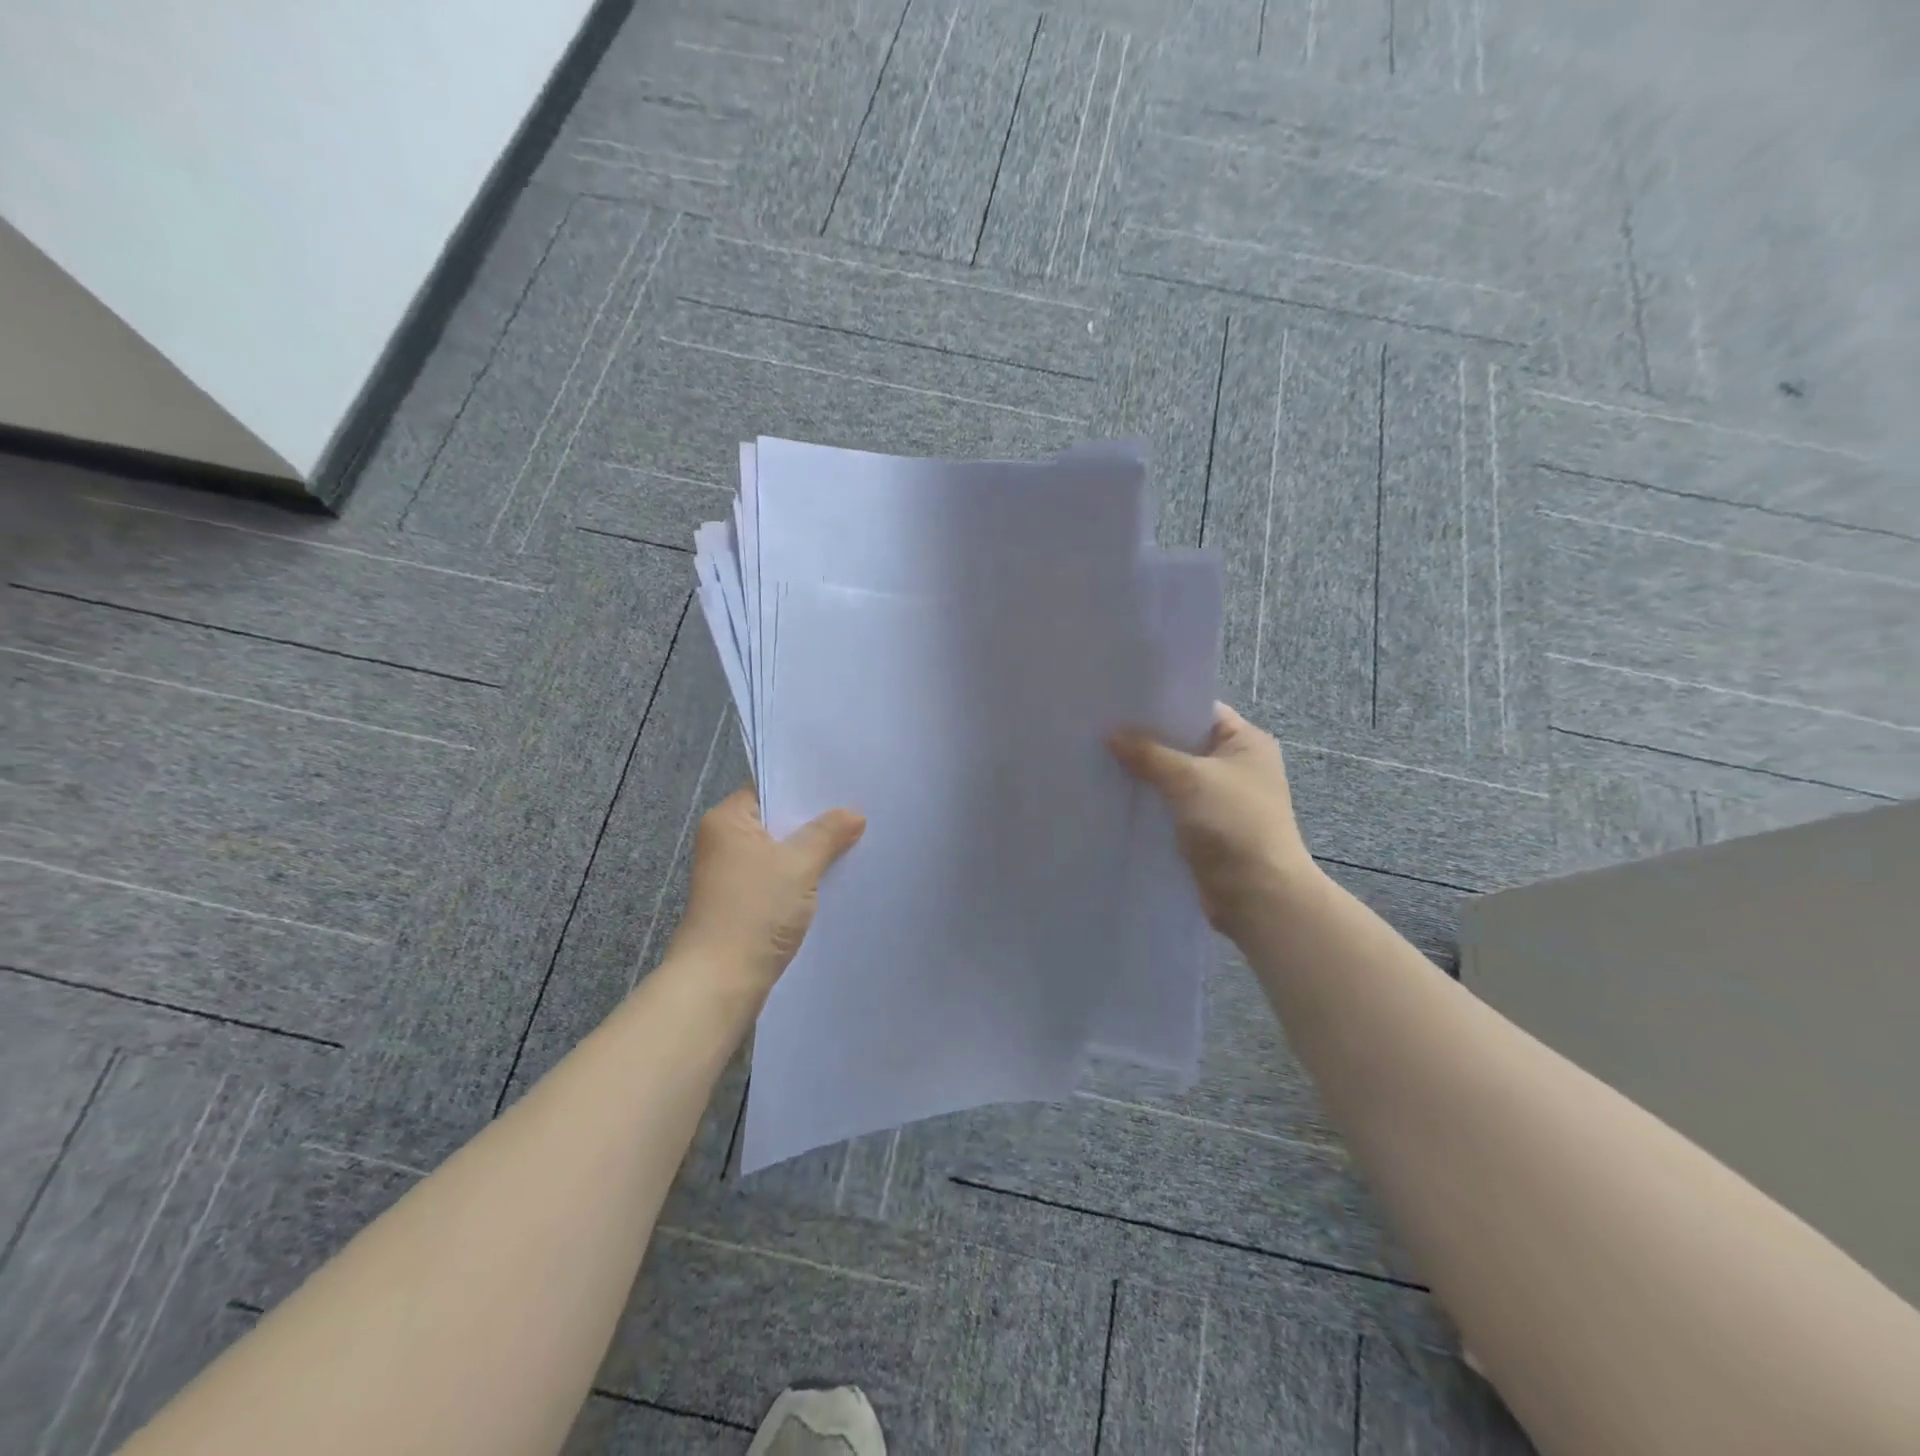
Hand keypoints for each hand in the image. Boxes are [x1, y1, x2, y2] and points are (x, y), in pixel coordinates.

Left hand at [669, 787, 865, 999]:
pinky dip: (804, 875)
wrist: (721, 982)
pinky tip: (836, 874)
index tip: (844, 783)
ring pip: (783, 850)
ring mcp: (734, 873)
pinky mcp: (746, 901)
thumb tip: (854, 813)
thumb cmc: (754, 911)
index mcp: (728, 820)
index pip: (770, 787)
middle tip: (860, 809)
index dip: (806, 786)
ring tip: (856, 838)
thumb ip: (828, 833)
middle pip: (778, 820)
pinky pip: (781, 876)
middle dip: (816, 819)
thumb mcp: (798, 865)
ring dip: (813, 850)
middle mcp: (726, 841)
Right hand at [1110, 703, 1315, 941]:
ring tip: (1099, 758)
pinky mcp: (1204, 828)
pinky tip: (1115, 794)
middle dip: (1146, 740)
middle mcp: (1236, 766)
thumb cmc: (1233, 823)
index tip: (1121, 703)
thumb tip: (1112, 735)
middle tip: (1101, 729)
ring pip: (1173, 777)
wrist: (1256, 894)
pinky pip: (1170, 805)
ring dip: (1144, 773)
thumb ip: (1149, 753)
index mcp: (1246, 742)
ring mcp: (1220, 799)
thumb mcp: (1189, 778)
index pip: (1199, 711)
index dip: (1162, 706)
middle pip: (1183, 744)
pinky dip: (1149, 800)